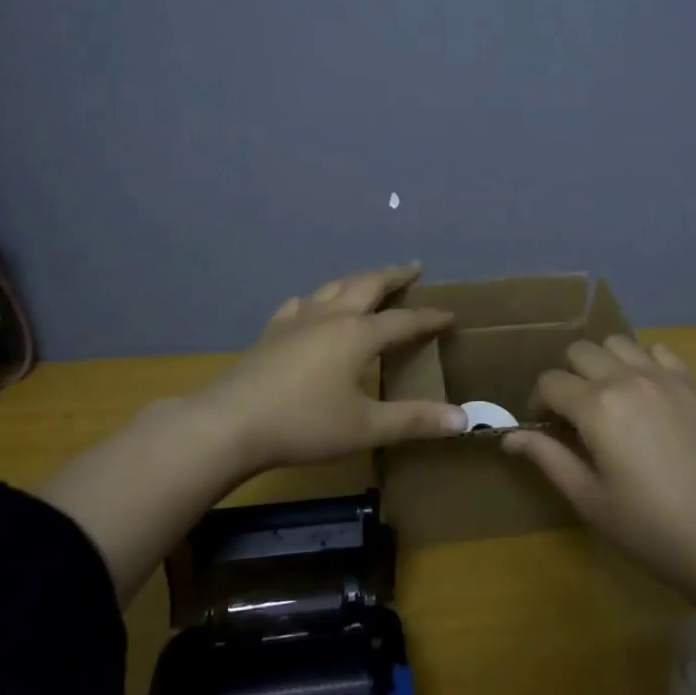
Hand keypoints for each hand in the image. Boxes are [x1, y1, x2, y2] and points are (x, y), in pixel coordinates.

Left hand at [198, 263, 464, 474]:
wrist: (232, 422)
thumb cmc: (305, 424)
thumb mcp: (366, 427)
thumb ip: (414, 420)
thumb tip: (463, 419)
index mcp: (358, 334)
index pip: (404, 321)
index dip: (429, 318)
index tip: (450, 314)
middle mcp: (332, 317)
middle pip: (368, 285)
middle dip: (393, 275)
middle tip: (413, 268)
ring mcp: (298, 320)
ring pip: (334, 287)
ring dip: (357, 280)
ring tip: (369, 281)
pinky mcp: (273, 331)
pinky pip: (301, 304)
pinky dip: (316, 299)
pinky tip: (310, 305)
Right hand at [503, 336, 695, 608]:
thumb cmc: (653, 530)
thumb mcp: (591, 500)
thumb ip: (548, 458)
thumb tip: (509, 437)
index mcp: (597, 407)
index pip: (550, 382)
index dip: (537, 403)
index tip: (542, 427)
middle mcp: (627, 378)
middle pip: (580, 351)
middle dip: (567, 376)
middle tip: (573, 414)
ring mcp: (666, 377)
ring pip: (618, 343)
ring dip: (604, 363)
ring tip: (610, 398)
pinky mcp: (695, 385)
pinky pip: (660, 351)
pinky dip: (644, 362)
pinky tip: (648, 395)